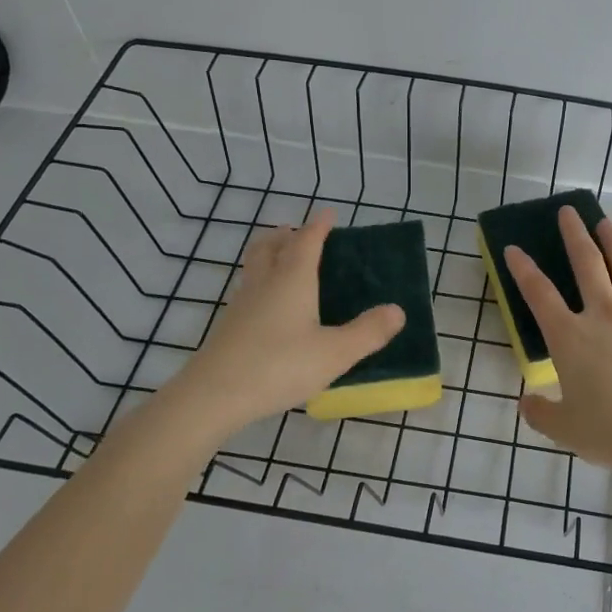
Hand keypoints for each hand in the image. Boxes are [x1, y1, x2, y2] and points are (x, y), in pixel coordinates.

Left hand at [169, 209, 403, 430]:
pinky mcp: (228, 327)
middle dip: (285, 235)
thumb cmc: (279, 366)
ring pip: (254, 267)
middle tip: (297, 232)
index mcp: (292, 279)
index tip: (328, 214)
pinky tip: (268, 307)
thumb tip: (398, 311)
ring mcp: (241, 305)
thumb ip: (368, 332)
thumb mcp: (335, 353)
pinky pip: (247, 291)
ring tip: (282, 261)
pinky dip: (260, 284)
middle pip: (270, 246)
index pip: (306, 241)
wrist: (213, 396)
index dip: (318, 226)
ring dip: (268, 255)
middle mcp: (265, 283)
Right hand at [504, 208, 611, 482]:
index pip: (539, 293)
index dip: (523, 269)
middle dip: (574, 234)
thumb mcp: (565, 430)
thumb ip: (541, 413)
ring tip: (604, 222)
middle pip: (586, 263)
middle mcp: (603, 315)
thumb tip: (526, 403)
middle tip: (568, 211)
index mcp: (570, 337)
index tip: (513, 249)